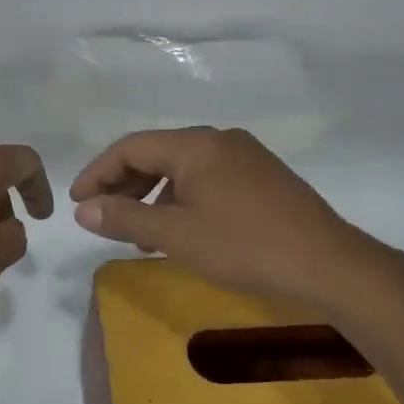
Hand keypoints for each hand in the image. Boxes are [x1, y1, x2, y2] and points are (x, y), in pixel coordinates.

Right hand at [69, 127, 378, 304]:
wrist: (327, 263)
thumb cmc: (244, 245)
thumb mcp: (176, 234)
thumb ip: (125, 217)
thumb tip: (83, 209)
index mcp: (196, 144)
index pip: (131, 147)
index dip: (98, 172)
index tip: (77, 202)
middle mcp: (220, 140)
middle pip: (158, 154)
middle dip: (125, 185)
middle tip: (103, 217)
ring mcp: (246, 157)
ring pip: (184, 169)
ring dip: (154, 196)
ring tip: (140, 233)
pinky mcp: (264, 178)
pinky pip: (209, 179)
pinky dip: (183, 200)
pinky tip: (182, 230)